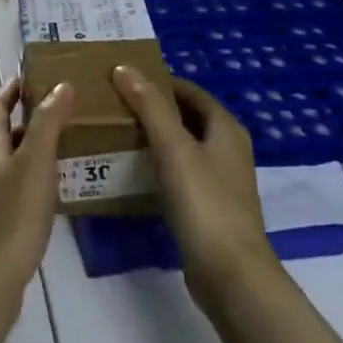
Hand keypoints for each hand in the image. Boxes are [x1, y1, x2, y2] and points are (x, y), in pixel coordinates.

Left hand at [0, 78, 72, 312]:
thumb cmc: (12, 215)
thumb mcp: (35, 163)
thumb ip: (47, 123)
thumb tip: (60, 85)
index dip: (15, 87)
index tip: (40, 74)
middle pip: (3, 127)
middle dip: (30, 113)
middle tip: (66, 104)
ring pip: (13, 155)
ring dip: (36, 142)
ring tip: (71, 137)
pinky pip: (18, 180)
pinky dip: (37, 170)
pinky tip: (60, 180)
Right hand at [112, 65, 276, 313]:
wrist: (230, 274)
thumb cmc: (204, 203)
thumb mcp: (173, 147)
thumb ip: (149, 106)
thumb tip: (124, 68)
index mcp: (225, 128)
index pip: (189, 91)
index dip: (158, 81)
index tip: (121, 79)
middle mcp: (227, 149)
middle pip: (185, 116)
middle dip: (152, 108)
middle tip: (112, 104)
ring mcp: (219, 180)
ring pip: (181, 146)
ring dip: (152, 137)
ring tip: (114, 133)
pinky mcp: (208, 207)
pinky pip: (178, 173)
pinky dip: (156, 165)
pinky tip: (131, 171)